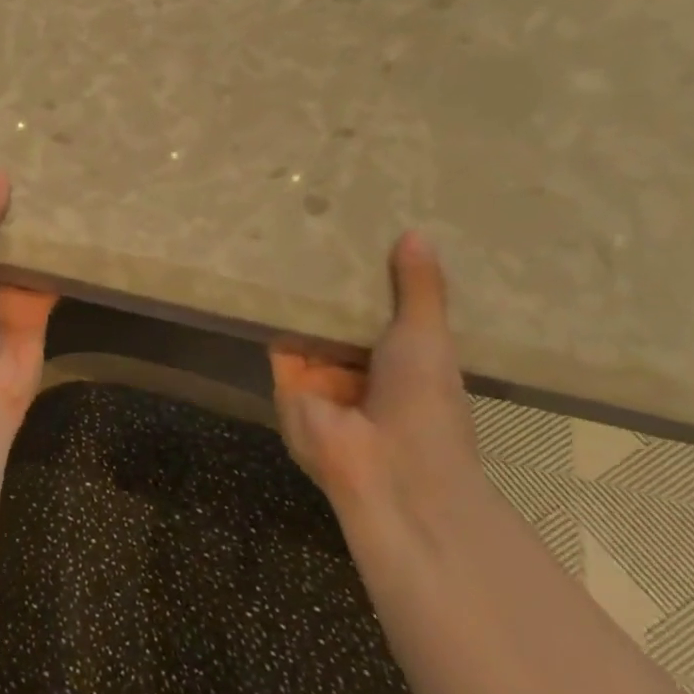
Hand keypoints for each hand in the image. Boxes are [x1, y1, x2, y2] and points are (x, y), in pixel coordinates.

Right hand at [270, 232, 481, 526]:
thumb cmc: (425, 402)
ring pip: (307, 327)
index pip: (384, 314)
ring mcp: (321, 377)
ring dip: (301, 296)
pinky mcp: (285, 381)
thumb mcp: (427, 336)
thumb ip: (418, 289)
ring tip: (287, 237)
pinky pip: (277, 340)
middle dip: (332, 285)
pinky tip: (265, 270)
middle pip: (340, 319)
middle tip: (318, 226)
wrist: (388, 467)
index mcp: (403, 363)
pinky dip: (273, 311)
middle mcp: (360, 369)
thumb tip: (418, 232)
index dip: (375, 281)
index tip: (364, 236)